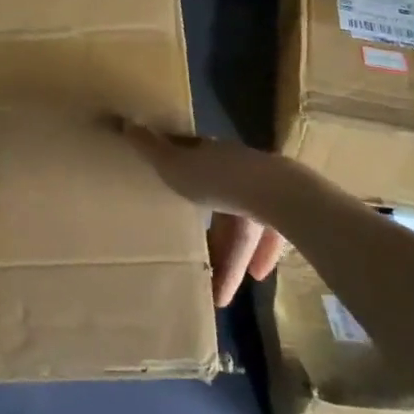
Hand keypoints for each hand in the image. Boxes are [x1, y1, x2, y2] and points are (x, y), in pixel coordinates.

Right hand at [118, 120, 290, 307]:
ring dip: (234, 255)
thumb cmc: (218, 180)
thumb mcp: (174, 166)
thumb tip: (125, 122)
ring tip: (222, 291)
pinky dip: (262, 255)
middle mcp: (239, 168)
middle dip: (211, 234)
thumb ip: (150, 149)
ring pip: (245, 224)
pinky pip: (271, 236)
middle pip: (220, 203)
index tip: (173, 193)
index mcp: (212, 155)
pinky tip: (255, 276)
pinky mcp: (288, 212)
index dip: (182, 177)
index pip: (194, 161)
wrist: (277, 193)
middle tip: (198, 262)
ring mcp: (266, 190)